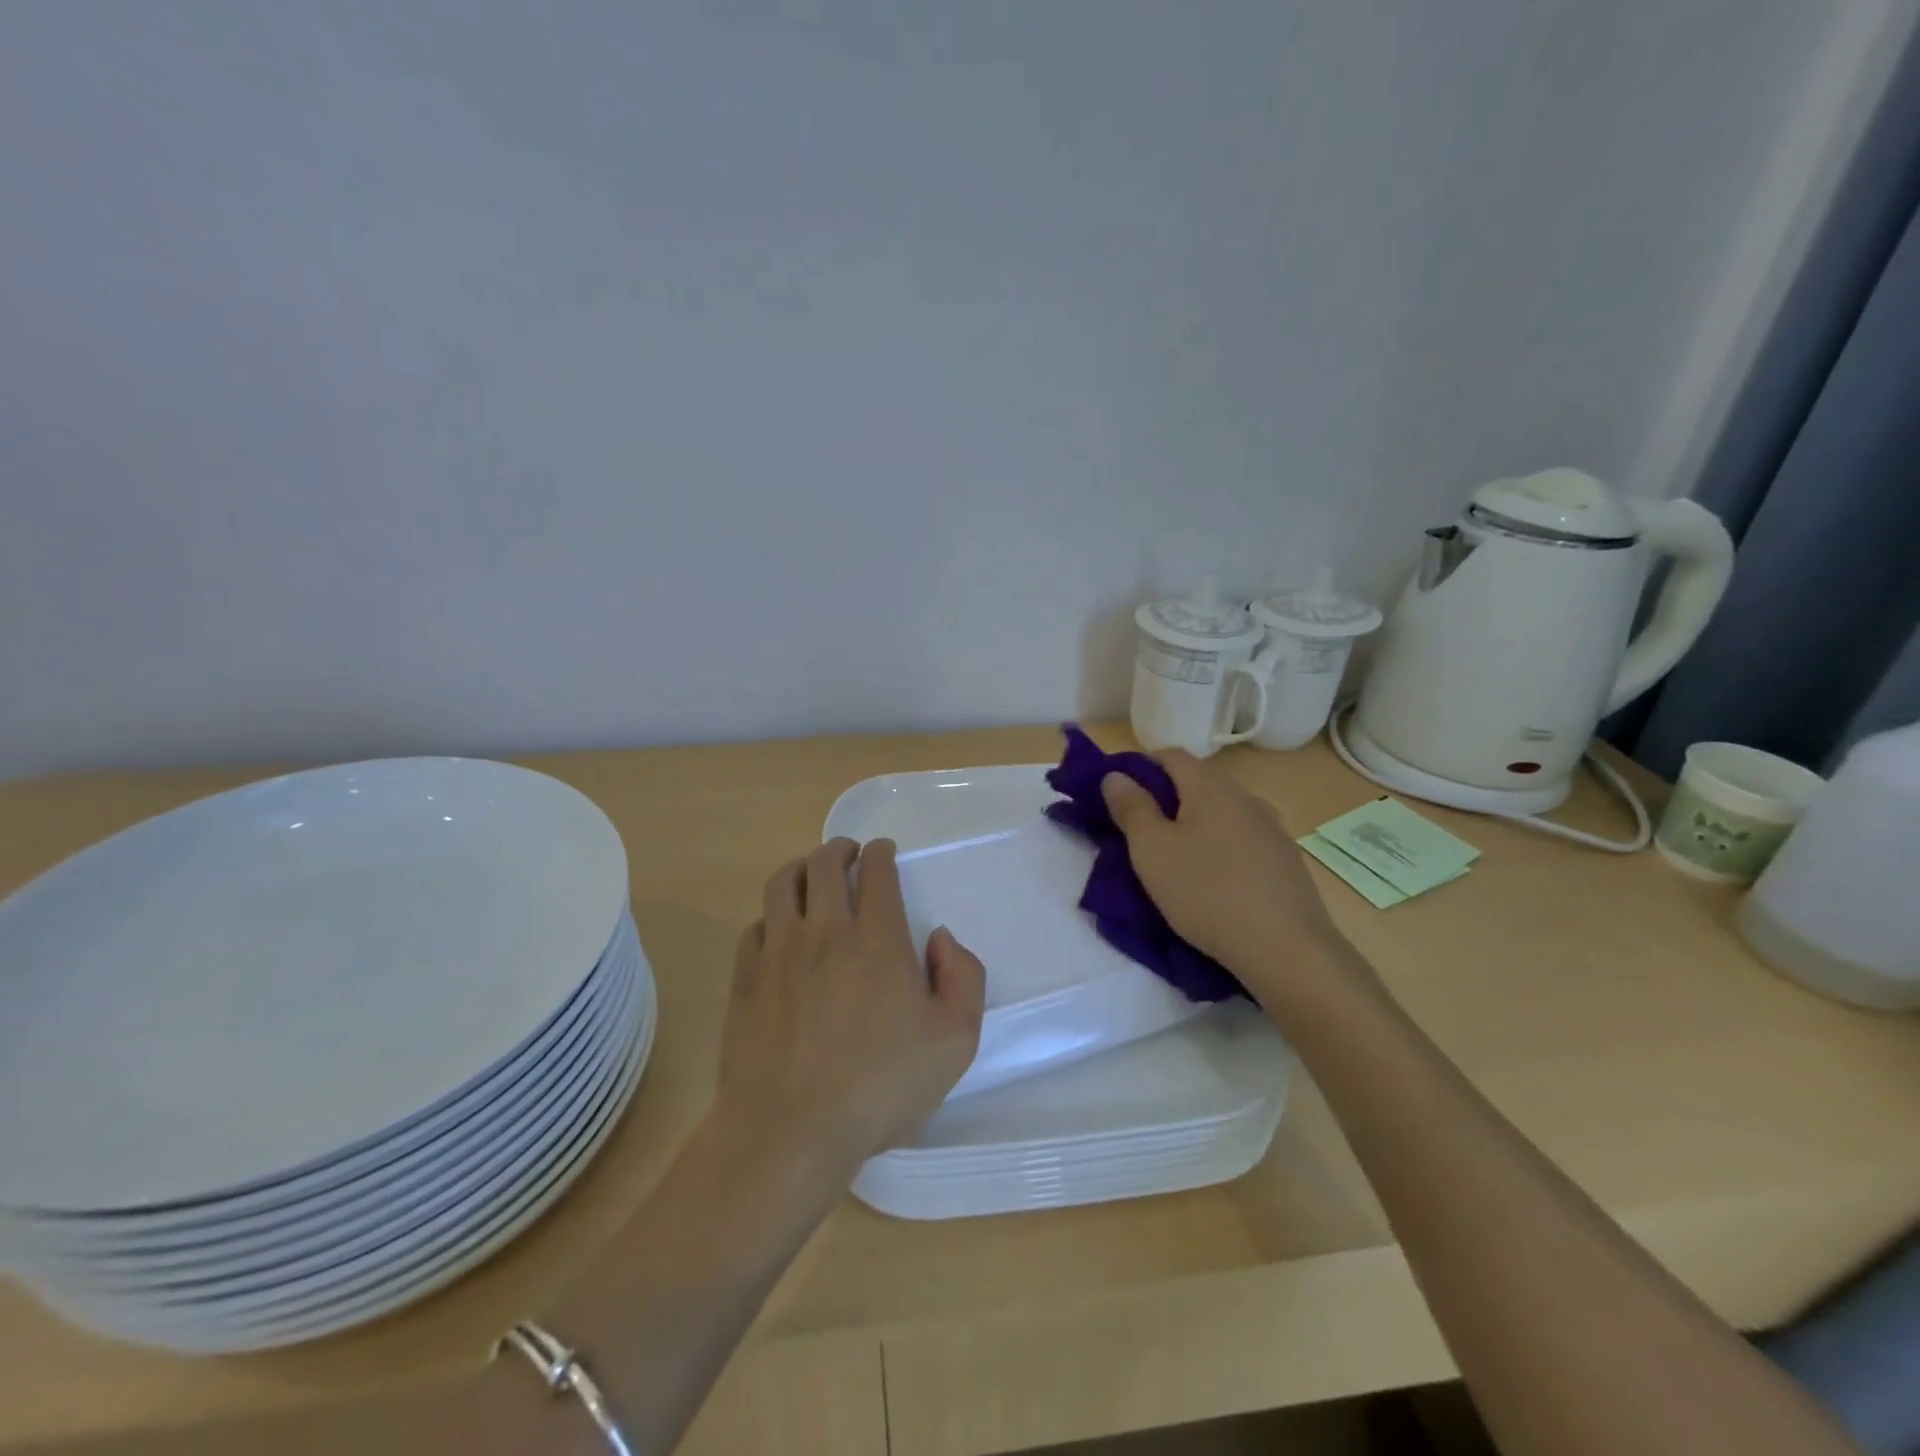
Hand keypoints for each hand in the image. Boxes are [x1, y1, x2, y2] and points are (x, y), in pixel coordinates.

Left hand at [714, 838, 985, 1181]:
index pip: (877, 872)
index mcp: (877, 940)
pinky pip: (754, 928)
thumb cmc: (880, 1086)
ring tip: (810, 873)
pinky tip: (778, 931)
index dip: (881, 853)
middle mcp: (825, 932)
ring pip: (781, 884)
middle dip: (839, 849)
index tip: (883, 852)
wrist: (790, 1131)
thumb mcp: (954, 1041)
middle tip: (848, 853)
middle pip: (824, 865)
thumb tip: (940, 938)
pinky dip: (770, 917)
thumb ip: (963, 978)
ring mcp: (778, 954)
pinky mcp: (745, 980)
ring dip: (800, 867)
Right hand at [1101, 750, 1358, 1008]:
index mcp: (1211, 788)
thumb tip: (1116, 776)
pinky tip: (1214, 880)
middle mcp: (1246, 798)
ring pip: (1223, 813)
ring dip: (1196, 825)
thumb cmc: (1207, 892)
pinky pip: (1243, 841)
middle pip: (1198, 783)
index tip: (1118, 793)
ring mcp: (1273, 830)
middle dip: (1166, 798)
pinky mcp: (1287, 862)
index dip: (1140, 766)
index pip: (1171, 756)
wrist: (1287, 949)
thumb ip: (1131, 808)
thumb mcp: (1152, 850)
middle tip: (1140, 830)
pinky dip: (1221, 848)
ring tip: (1177, 857)